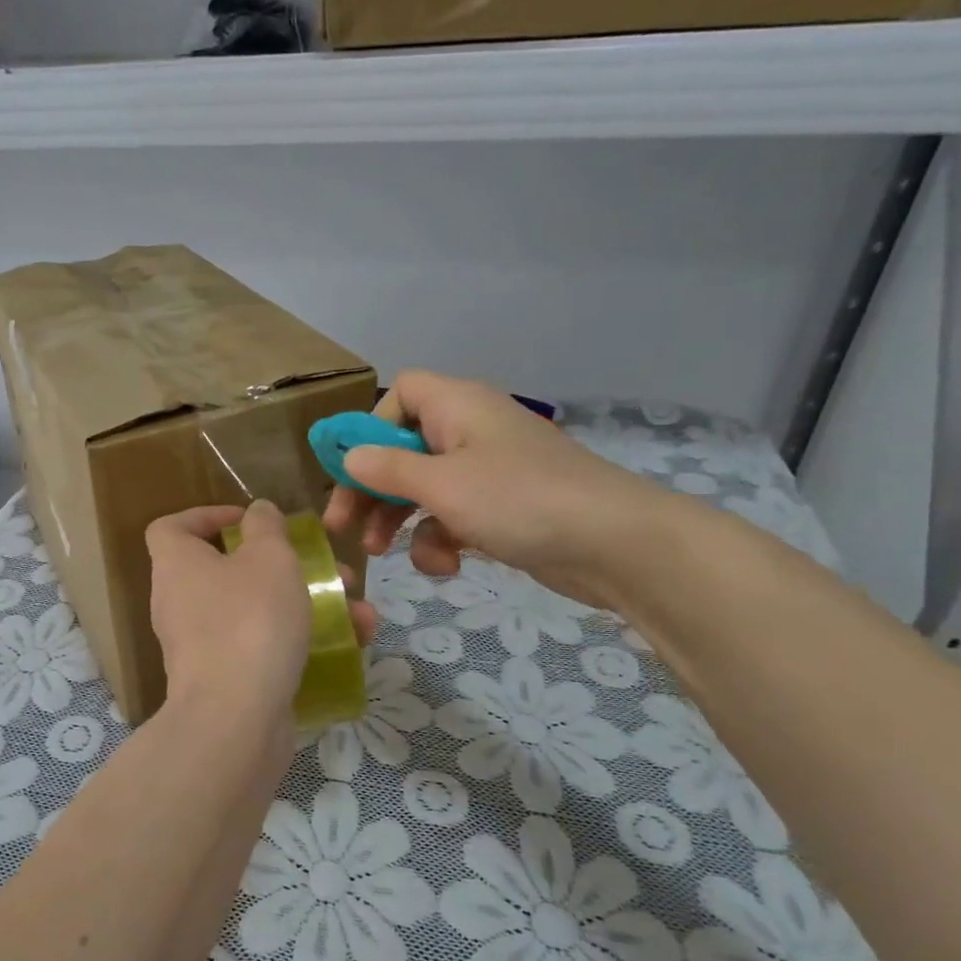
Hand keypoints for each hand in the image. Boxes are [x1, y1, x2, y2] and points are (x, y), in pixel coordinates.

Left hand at [147, 502, 376, 735]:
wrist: (235, 719)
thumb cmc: (250, 620)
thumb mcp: (269, 558)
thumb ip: (266, 526)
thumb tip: (257, 512)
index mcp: (177, 565)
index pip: (171, 527)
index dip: (206, 516)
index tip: (249, 521)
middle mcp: (180, 603)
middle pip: (228, 570)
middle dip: (286, 567)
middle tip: (329, 569)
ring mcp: (200, 646)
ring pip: (256, 611)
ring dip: (307, 605)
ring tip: (358, 612)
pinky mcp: (224, 681)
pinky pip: (262, 648)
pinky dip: (300, 642)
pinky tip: (350, 645)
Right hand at [323, 370, 675, 611]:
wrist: (615, 544)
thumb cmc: (519, 499)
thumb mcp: (442, 484)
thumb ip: (387, 468)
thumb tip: (349, 455)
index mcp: (456, 406)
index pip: (401, 393)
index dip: (371, 426)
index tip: (351, 468)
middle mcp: (470, 430)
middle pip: (403, 448)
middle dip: (372, 489)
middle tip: (345, 526)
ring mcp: (489, 470)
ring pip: (424, 487)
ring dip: (400, 520)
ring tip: (384, 554)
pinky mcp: (503, 508)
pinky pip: (454, 514)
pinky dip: (442, 539)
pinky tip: (447, 566)